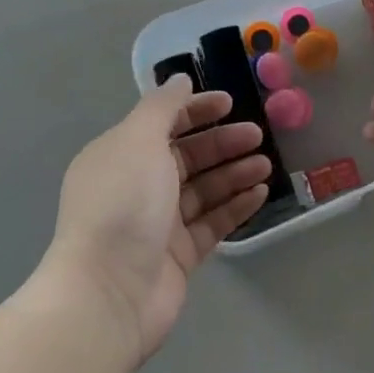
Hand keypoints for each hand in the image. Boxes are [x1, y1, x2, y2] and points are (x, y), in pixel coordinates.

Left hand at [48, 78, 269, 362]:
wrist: (108, 293)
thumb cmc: (123, 204)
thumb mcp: (138, 140)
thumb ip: (162, 106)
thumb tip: (180, 79)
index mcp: (121, 155)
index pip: (163, 123)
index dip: (196, 110)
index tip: (231, 103)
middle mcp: (138, 186)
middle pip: (187, 156)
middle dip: (222, 143)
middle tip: (258, 135)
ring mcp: (159, 223)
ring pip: (204, 189)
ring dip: (234, 173)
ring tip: (266, 165)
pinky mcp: (179, 255)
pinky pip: (212, 222)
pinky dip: (235, 206)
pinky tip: (260, 193)